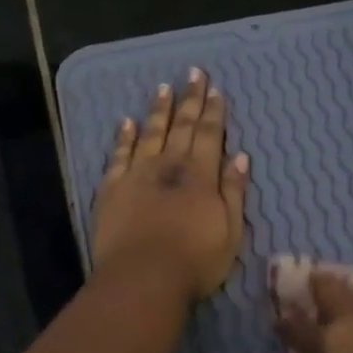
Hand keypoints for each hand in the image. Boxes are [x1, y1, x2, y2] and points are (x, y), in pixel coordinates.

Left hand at [93, 69, 249, 302]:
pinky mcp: (112, 188)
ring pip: (150, 133)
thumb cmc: (194, 261)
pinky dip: (124, 136)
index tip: (215, 89)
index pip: (209, 135)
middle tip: (193, 73)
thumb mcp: (230, 232)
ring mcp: (137, 174)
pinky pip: (119, 155)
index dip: (213, 111)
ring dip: (158, 110)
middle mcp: (169, 166)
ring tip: (162, 88)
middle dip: (189, 99)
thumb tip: (240, 157)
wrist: (142, 278)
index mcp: (200, 176)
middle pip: (181, 126)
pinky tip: (126, 122)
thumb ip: (234, 192)